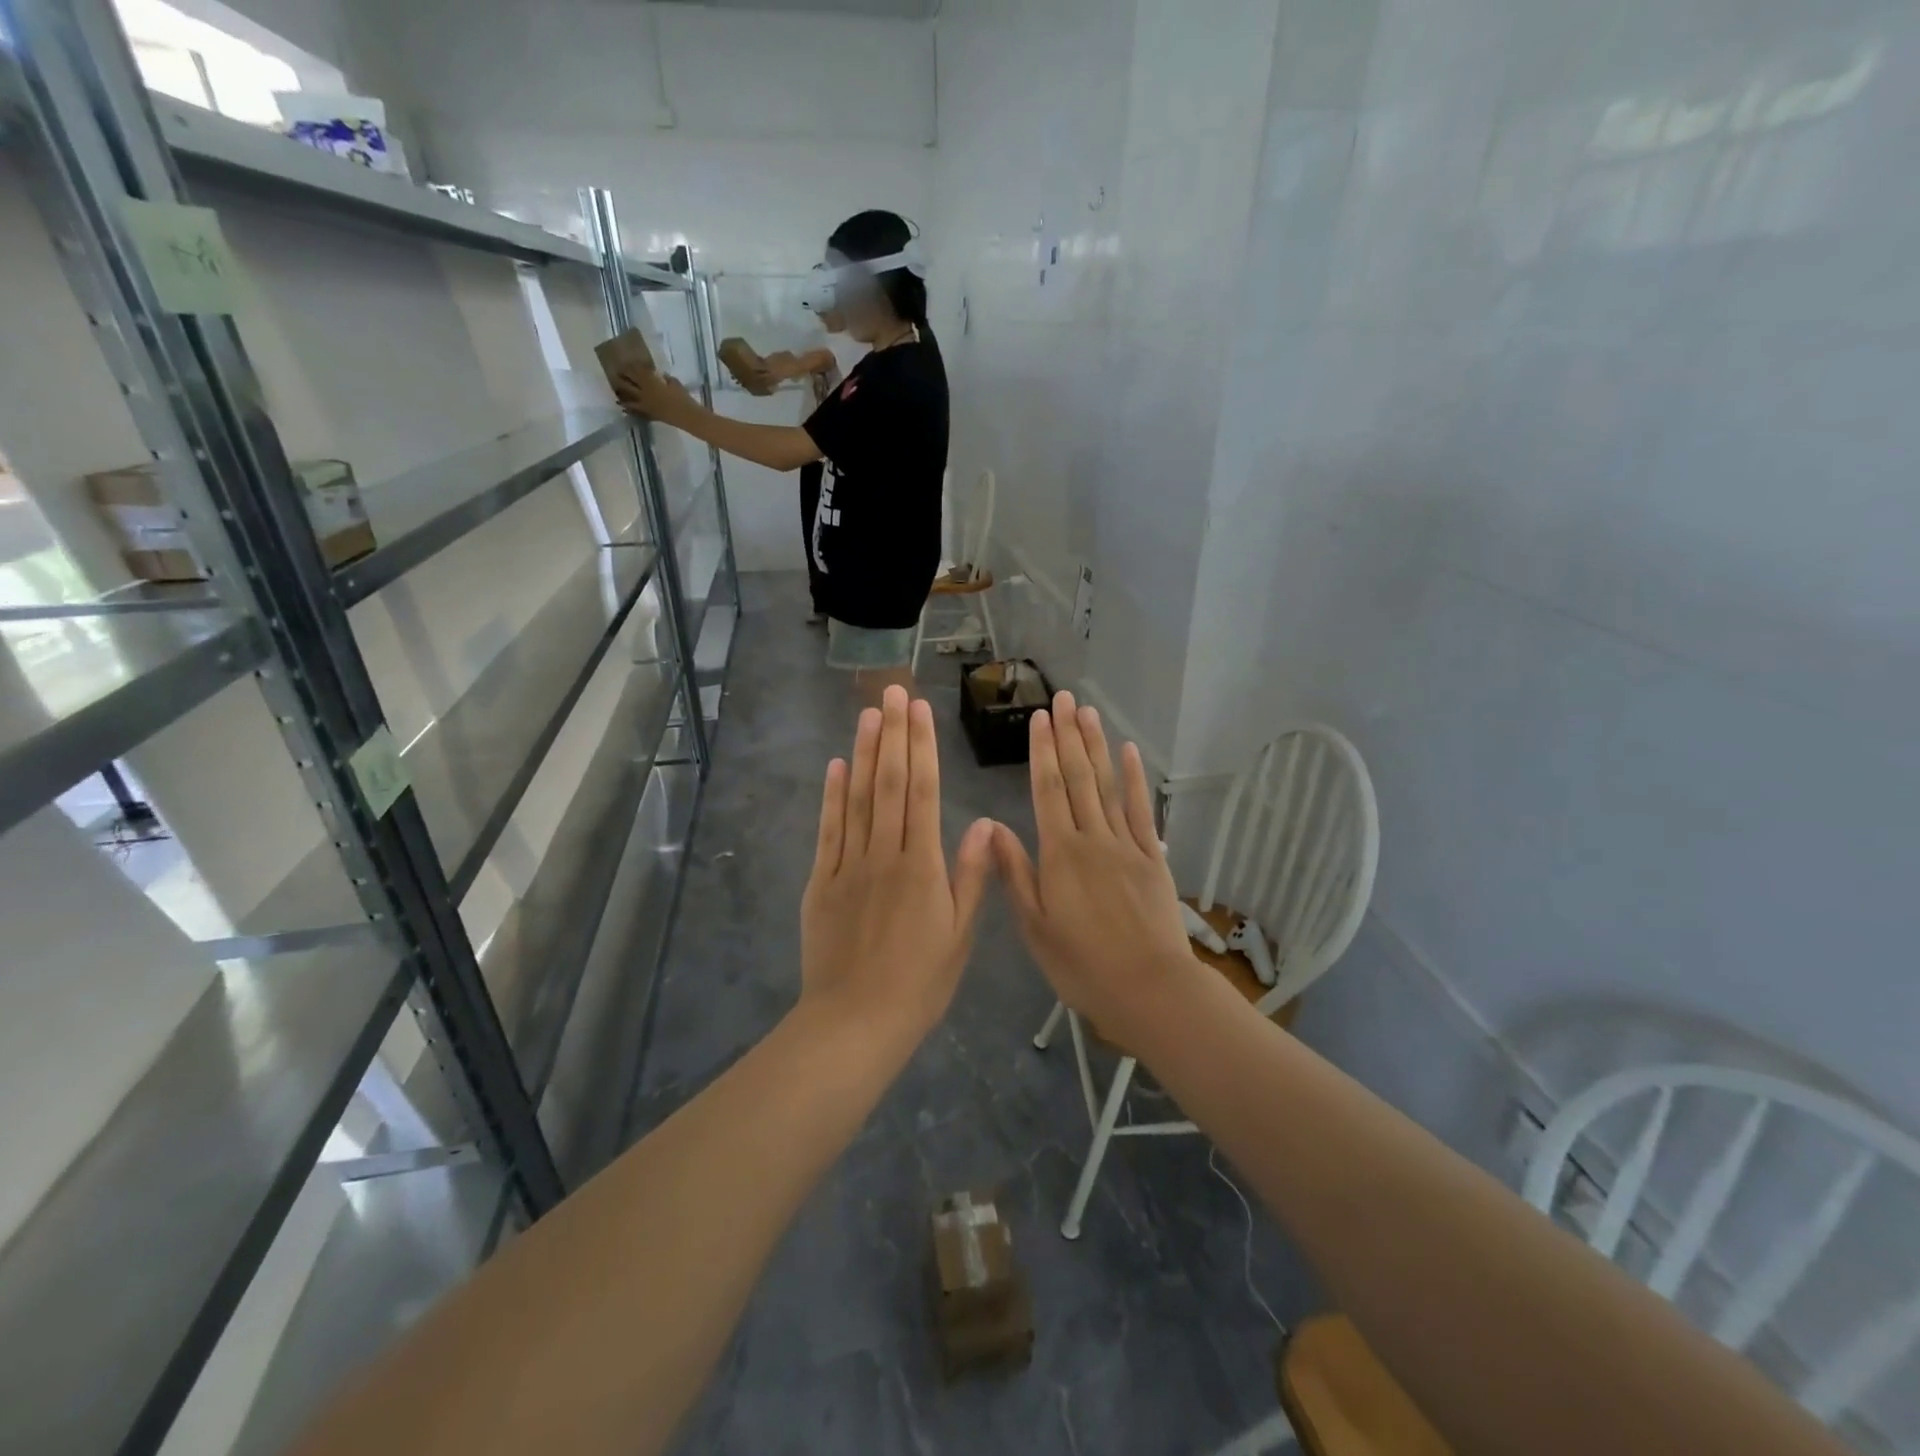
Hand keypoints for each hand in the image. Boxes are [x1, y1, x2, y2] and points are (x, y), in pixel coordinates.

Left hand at [615, 366, 697, 424]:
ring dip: (621, 393)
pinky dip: (629, 409)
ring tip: (616, 390)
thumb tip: (662, 375)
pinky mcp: (649, 414)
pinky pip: (636, 411)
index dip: (632, 365)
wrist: (687, 417)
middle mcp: (645, 393)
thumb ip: (667, 379)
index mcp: (652, 383)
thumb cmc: (683, 398)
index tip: (627, 360)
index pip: (638, 371)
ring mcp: (646, 405)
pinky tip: (623, 407)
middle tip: (616, 371)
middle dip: (623, 376)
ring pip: (629, 398)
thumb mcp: (676, 384)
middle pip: (630, 382)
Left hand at [800, 686, 994, 1042]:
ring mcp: (847, 865)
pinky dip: (831, 796)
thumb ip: (972, 875)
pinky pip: (827, 831)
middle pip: (888, 783)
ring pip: (856, 798)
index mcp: (921, 865)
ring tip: (868, 714)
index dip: (921, 747)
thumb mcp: (960, 935)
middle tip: (893, 692)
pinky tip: (835, 767)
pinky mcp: (820, 882)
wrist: (854, 1023)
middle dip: (892, 734)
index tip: (920, 710)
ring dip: (862, 753)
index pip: (922, 792)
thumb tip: (985, 822)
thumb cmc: (919, 983)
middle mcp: (883, 853)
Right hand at [992, 691, 1194, 1039]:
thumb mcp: (1035, 926)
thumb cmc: (1082, 965)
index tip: (1040, 718)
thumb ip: (1015, 873)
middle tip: (1065, 698)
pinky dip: (1137, 780)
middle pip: (1079, 778)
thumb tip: (993, 826)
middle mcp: (1093, 838)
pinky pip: (1143, 811)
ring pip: (1109, 786)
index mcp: (1060, 854)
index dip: (1043, 751)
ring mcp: (1127, 845)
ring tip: (1089, 713)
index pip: (1048, 790)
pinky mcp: (1153, 858)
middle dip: (1069, 736)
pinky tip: (1131, 753)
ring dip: (1098, 746)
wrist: (1149, 990)